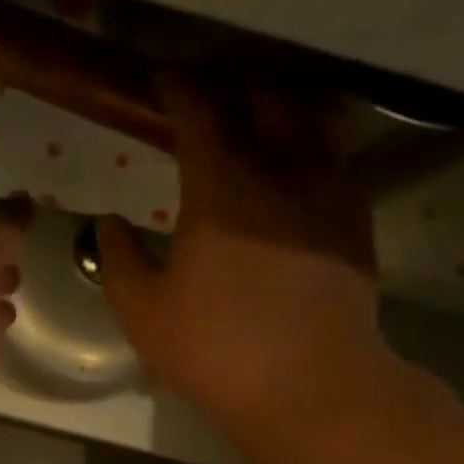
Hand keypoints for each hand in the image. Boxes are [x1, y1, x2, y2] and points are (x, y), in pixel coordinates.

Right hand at [98, 74, 392, 453]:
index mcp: (220, 190)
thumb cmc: (213, 349)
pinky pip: (337, 160)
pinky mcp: (355, 221)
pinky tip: (301, 167)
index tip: (160, 80)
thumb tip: (108, 223)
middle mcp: (280, 172)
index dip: (177, 89)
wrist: (306, 383)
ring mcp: (327, 193)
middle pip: (262, 101)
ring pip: (309, 122)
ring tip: (260, 118)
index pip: (199, 113)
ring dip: (279, 108)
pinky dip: (314, 147)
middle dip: (231, 89)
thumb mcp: (142, 313)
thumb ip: (118, 261)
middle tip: (208, 99)